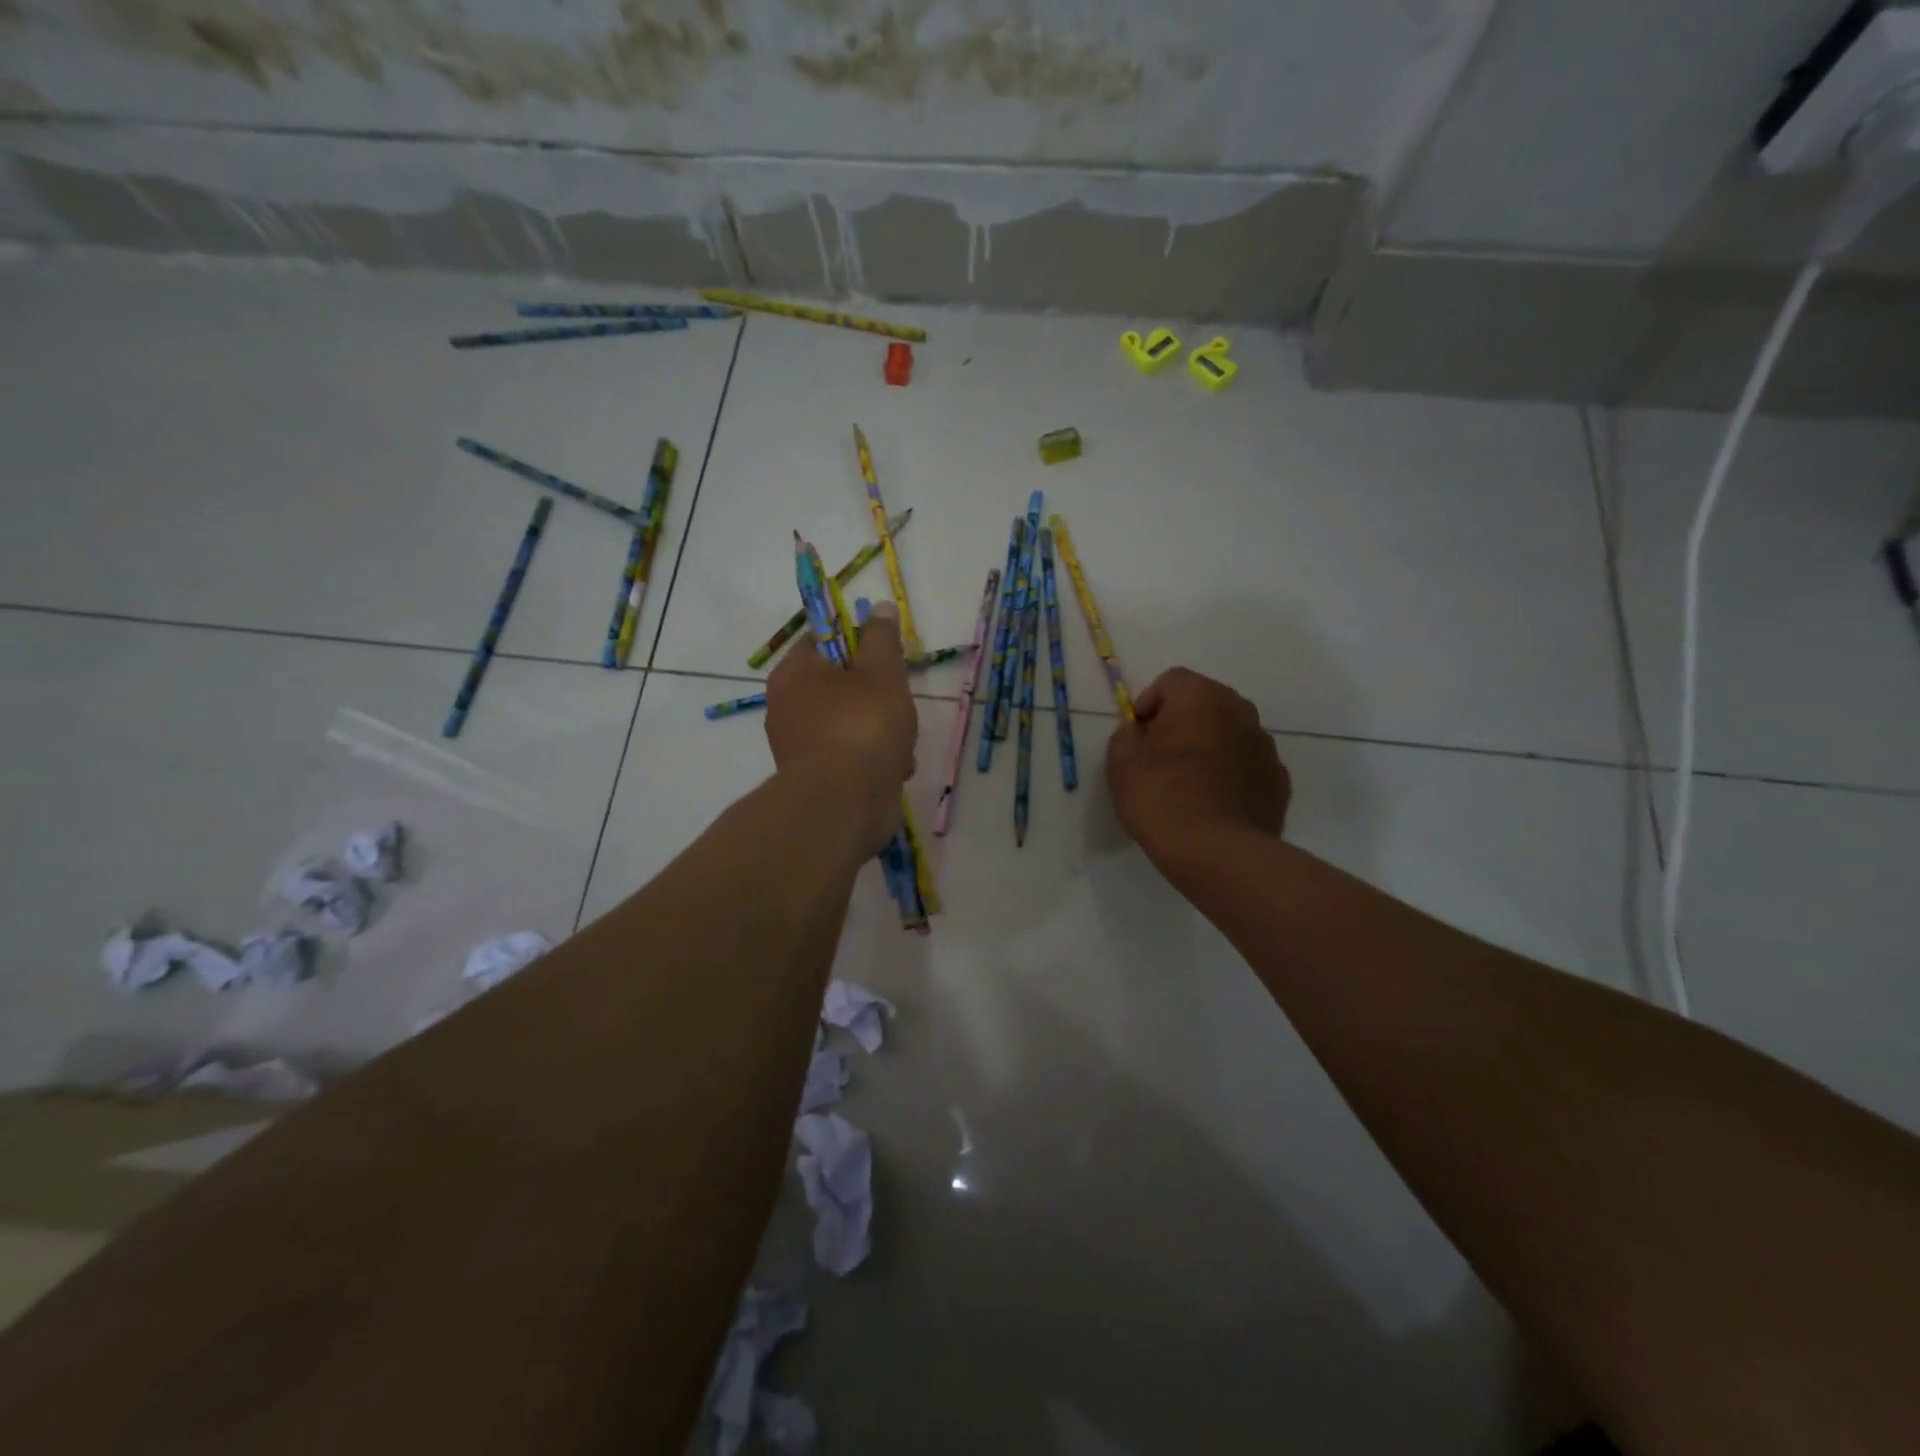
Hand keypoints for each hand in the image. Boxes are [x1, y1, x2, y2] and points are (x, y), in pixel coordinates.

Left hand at [765, 600, 918, 856]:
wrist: (843, 805)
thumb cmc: (862, 726)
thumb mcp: (881, 672)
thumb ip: (881, 638)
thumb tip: (880, 608)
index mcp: (794, 673)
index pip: (824, 640)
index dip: (859, 643)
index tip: (887, 658)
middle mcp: (787, 706)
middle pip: (841, 684)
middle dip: (877, 695)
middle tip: (897, 704)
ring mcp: (799, 745)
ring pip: (851, 723)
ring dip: (882, 731)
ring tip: (899, 745)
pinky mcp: (814, 778)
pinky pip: (850, 756)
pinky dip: (872, 761)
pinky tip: (892, 771)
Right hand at [1106, 668, 1288, 869]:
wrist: (1217, 853)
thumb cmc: (1161, 798)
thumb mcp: (1121, 763)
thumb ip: (1126, 735)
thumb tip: (1140, 731)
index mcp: (1201, 697)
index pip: (1171, 681)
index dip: (1148, 705)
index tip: (1137, 737)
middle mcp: (1240, 711)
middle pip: (1204, 704)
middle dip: (1181, 724)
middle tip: (1159, 759)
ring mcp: (1266, 746)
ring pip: (1228, 735)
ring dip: (1208, 748)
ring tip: (1187, 786)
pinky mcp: (1278, 781)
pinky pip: (1246, 766)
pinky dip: (1230, 776)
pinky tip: (1213, 805)